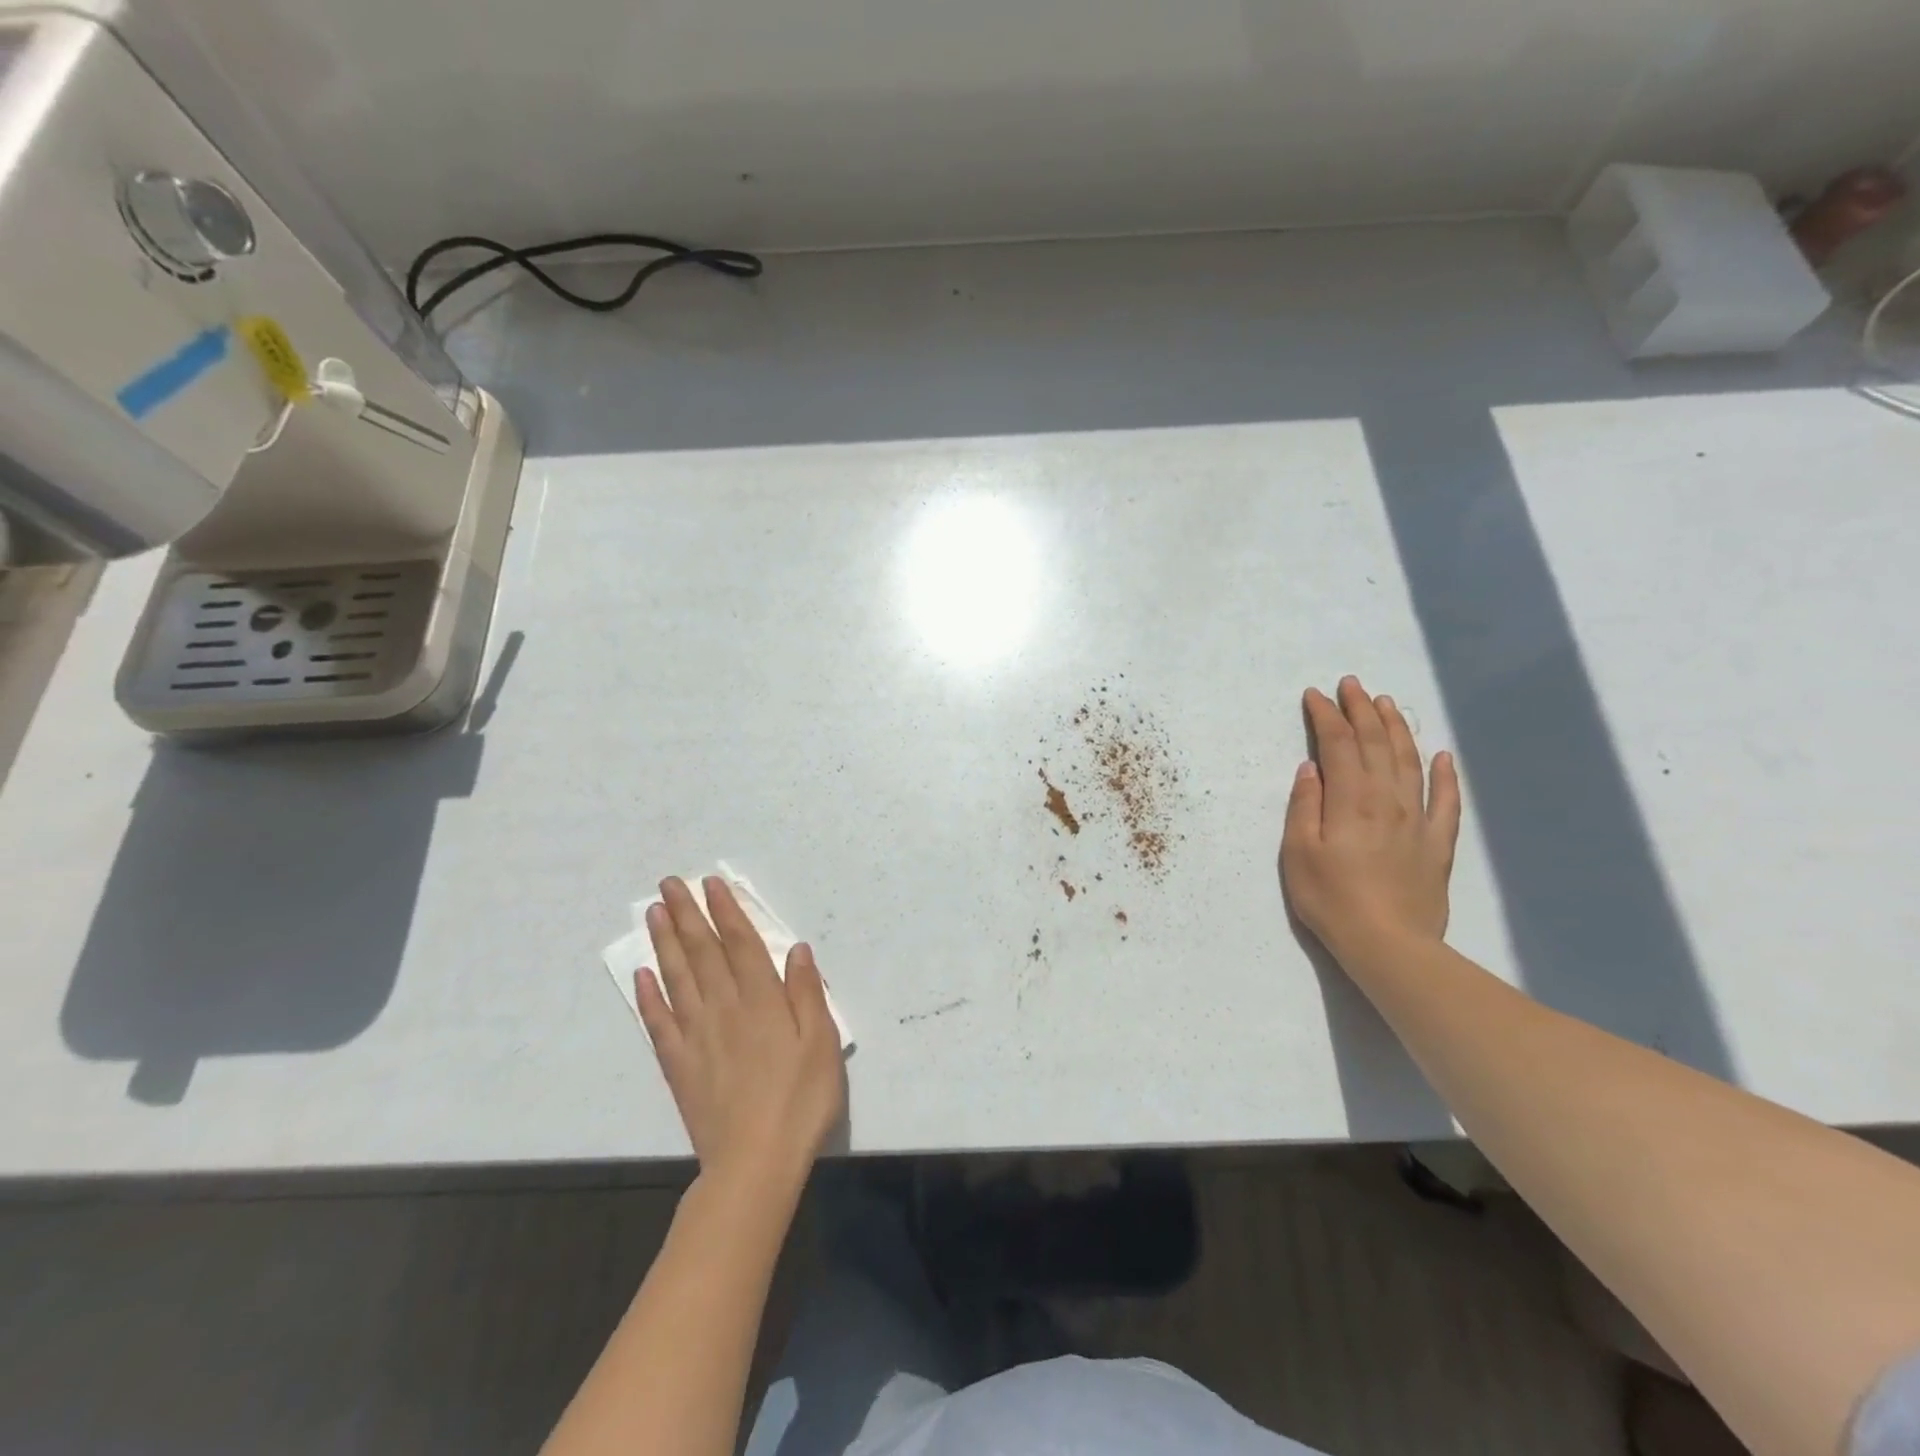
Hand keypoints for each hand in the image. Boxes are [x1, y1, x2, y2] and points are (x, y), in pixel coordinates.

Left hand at [637, 877, 846, 1188]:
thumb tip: (796, 949)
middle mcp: (724, 1009)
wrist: (755, 1164)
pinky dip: (649, 997)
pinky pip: (659, 1024)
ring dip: (664, 943)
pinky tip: (642, 976)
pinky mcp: (679, 1066)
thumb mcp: (822, 1043)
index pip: (740, 944)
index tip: (710, 884)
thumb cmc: (800, 1101)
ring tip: (653, 913)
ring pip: (677, 979)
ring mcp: (697, 1037)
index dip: (726, 911)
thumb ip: (806, 993)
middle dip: (687, 915)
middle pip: (702, 953)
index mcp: (762, 1001)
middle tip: (669, 884)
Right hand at [1281, 676, 1461, 964]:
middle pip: (1375, 744)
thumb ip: (1304, 806)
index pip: (1337, 745)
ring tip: (1385, 704)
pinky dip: (1445, 774)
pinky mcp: (1437, 843)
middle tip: (1350, 684)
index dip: (1326, 716)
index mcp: (1351, 800)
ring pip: (1409, 762)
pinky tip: (1443, 755)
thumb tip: (1310, 769)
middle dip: (1360, 710)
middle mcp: (1388, 799)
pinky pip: (1445, 800)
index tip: (1314, 695)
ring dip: (1396, 729)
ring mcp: (1417, 819)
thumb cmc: (1331, 899)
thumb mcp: (1299, 852)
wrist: (1389, 945)